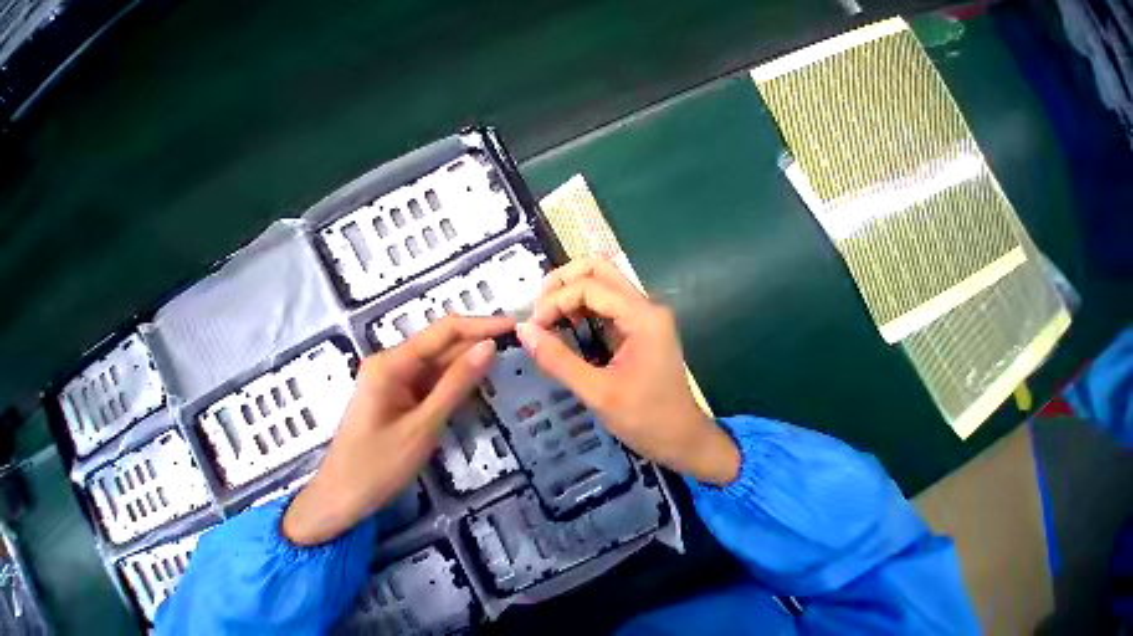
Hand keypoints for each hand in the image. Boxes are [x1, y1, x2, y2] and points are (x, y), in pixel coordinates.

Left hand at [283, 316, 513, 544]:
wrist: (342, 498)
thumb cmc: (377, 466)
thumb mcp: (422, 427)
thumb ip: (456, 385)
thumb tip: (489, 347)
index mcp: (391, 363)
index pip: (444, 331)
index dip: (481, 325)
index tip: (517, 326)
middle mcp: (390, 364)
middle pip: (440, 346)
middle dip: (478, 344)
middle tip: (522, 348)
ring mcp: (391, 382)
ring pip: (436, 366)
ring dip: (468, 366)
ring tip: (510, 363)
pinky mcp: (395, 400)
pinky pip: (428, 385)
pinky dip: (452, 386)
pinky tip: (478, 387)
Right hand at [515, 258, 739, 484]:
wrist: (683, 440)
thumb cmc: (645, 419)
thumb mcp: (597, 393)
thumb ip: (558, 360)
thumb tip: (523, 330)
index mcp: (643, 317)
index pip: (589, 286)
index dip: (555, 301)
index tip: (533, 329)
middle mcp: (646, 307)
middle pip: (599, 270)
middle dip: (562, 283)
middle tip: (538, 311)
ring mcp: (645, 317)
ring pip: (602, 283)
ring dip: (571, 294)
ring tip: (546, 320)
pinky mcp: (640, 329)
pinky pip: (607, 305)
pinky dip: (581, 309)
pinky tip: (563, 328)